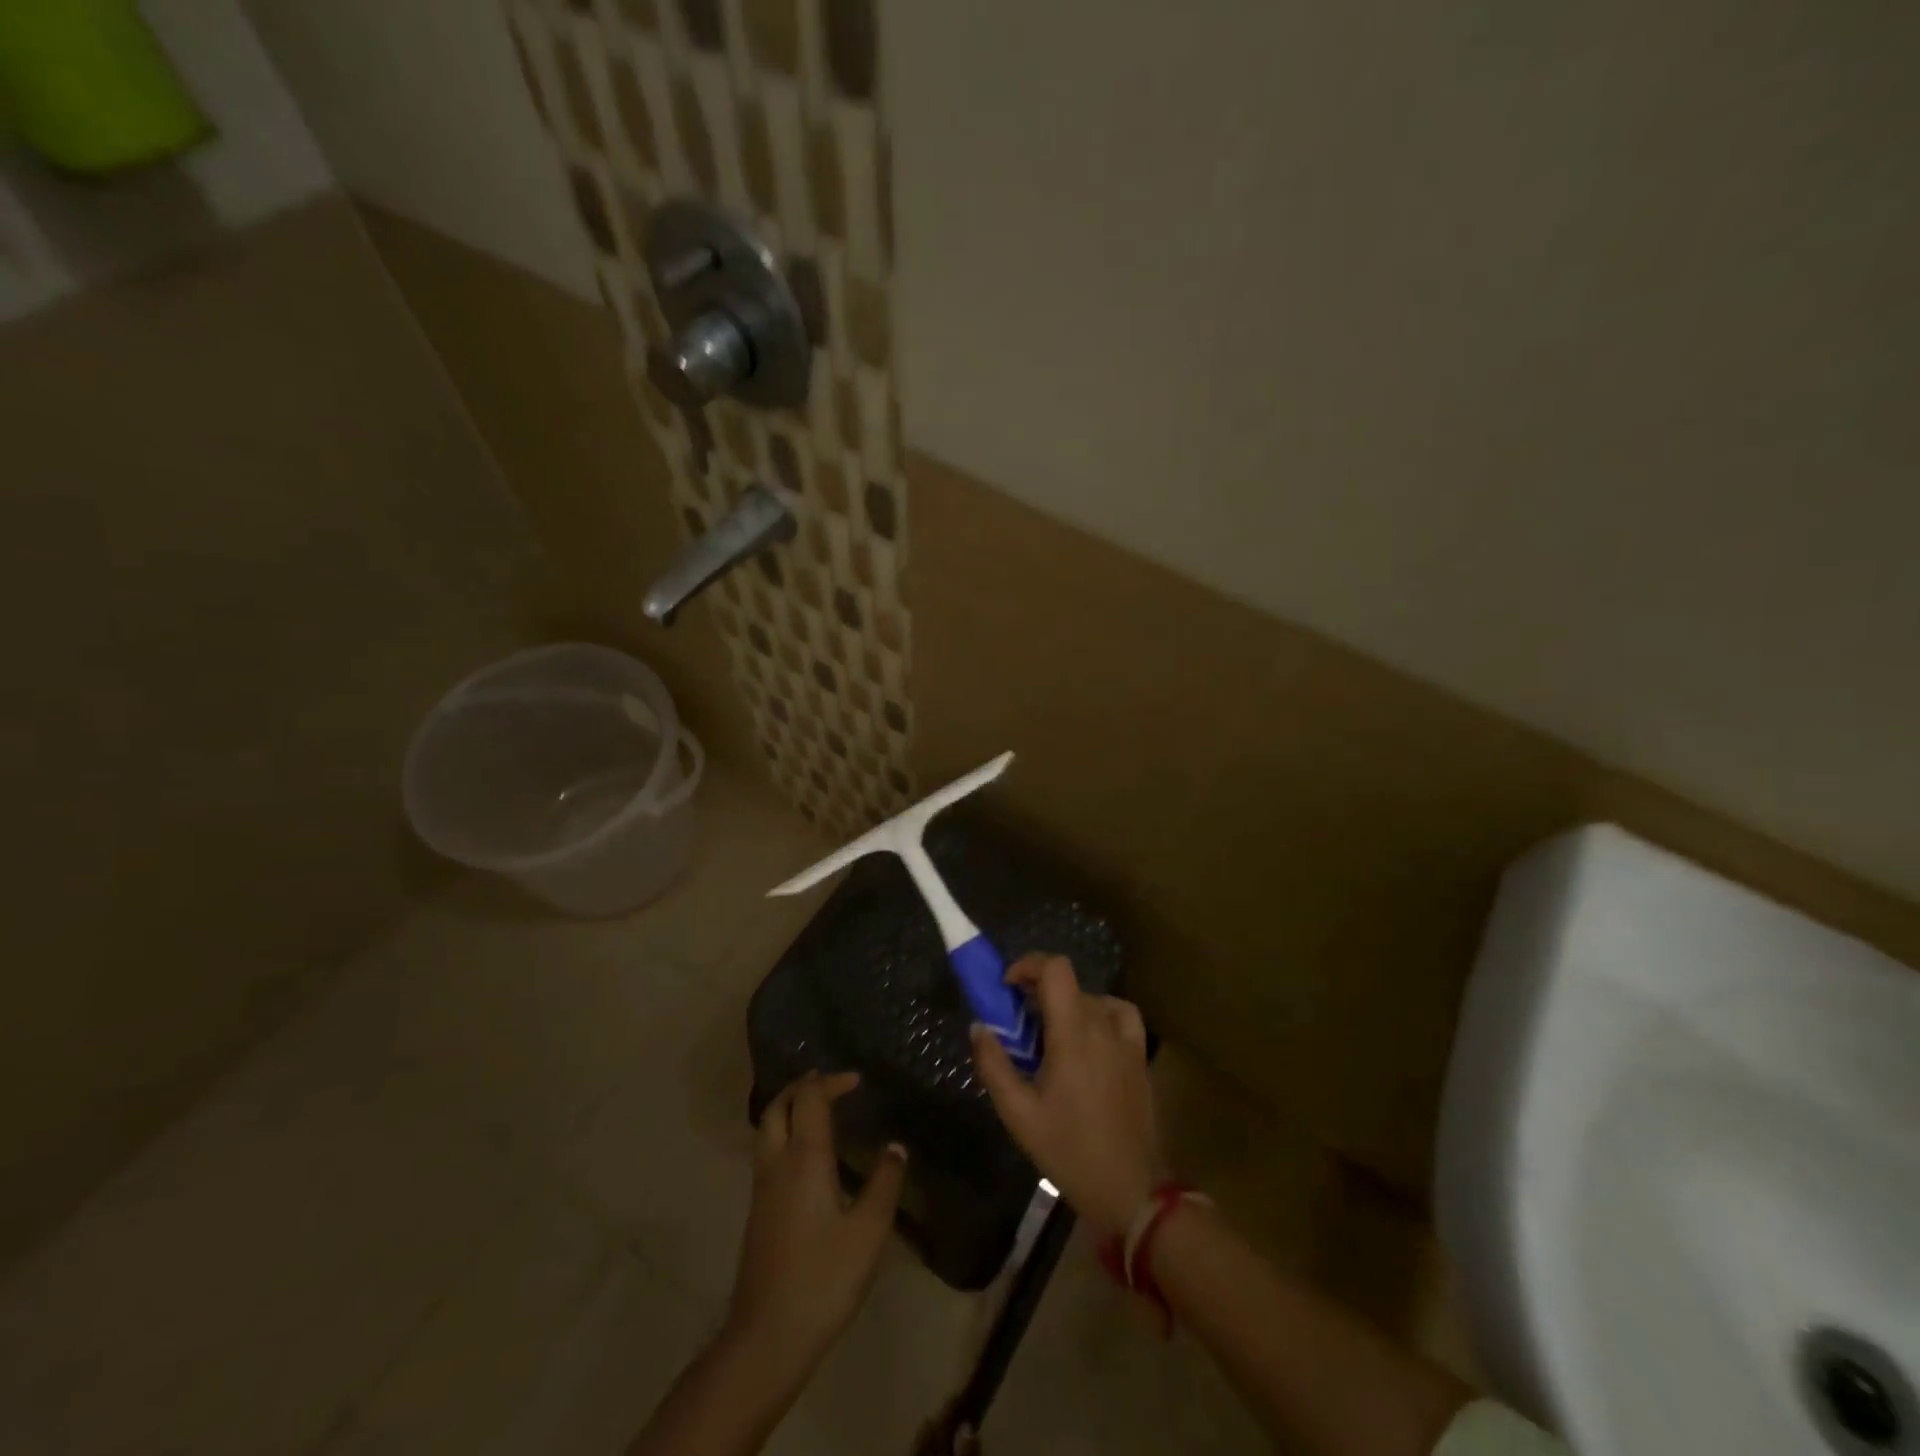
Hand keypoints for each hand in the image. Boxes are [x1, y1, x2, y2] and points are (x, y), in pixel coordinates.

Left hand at [726, 1071, 906, 1388]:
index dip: (831, 1082)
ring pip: (767, 1128)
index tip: (856, 1080)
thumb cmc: (823, 1278)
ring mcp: (762, 1188)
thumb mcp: (868, 1232)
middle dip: (801, 1086)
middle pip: (778, 1106)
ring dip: (789, 1107)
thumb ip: (884, 1184)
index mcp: (804, 1158)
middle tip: (829, 1081)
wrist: (766, 1337)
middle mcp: (777, 1163)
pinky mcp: (758, 1211)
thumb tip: (895, 1147)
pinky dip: (784, 1132)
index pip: (810, 1099)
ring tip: (816, 1107)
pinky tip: (805, 1153)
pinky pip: (767, 1151)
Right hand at [970, 955, 1167, 1237]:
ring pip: (1091, 998)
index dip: (1029, 965)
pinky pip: (1119, 1014)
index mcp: (1072, 1033)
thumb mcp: (1019, 1114)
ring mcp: (1126, 1040)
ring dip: (1065, 1005)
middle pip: (1069, 983)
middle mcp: (1102, 1026)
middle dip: (1038, 992)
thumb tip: (979, 1026)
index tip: (1007, 987)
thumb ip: (994, 1065)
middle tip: (1018, 1025)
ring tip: (1049, 1035)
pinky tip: (1088, 1037)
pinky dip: (1099, 1012)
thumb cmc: (1069, 1151)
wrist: (1131, 1189)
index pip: (1056, 969)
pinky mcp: (1139, 1056)